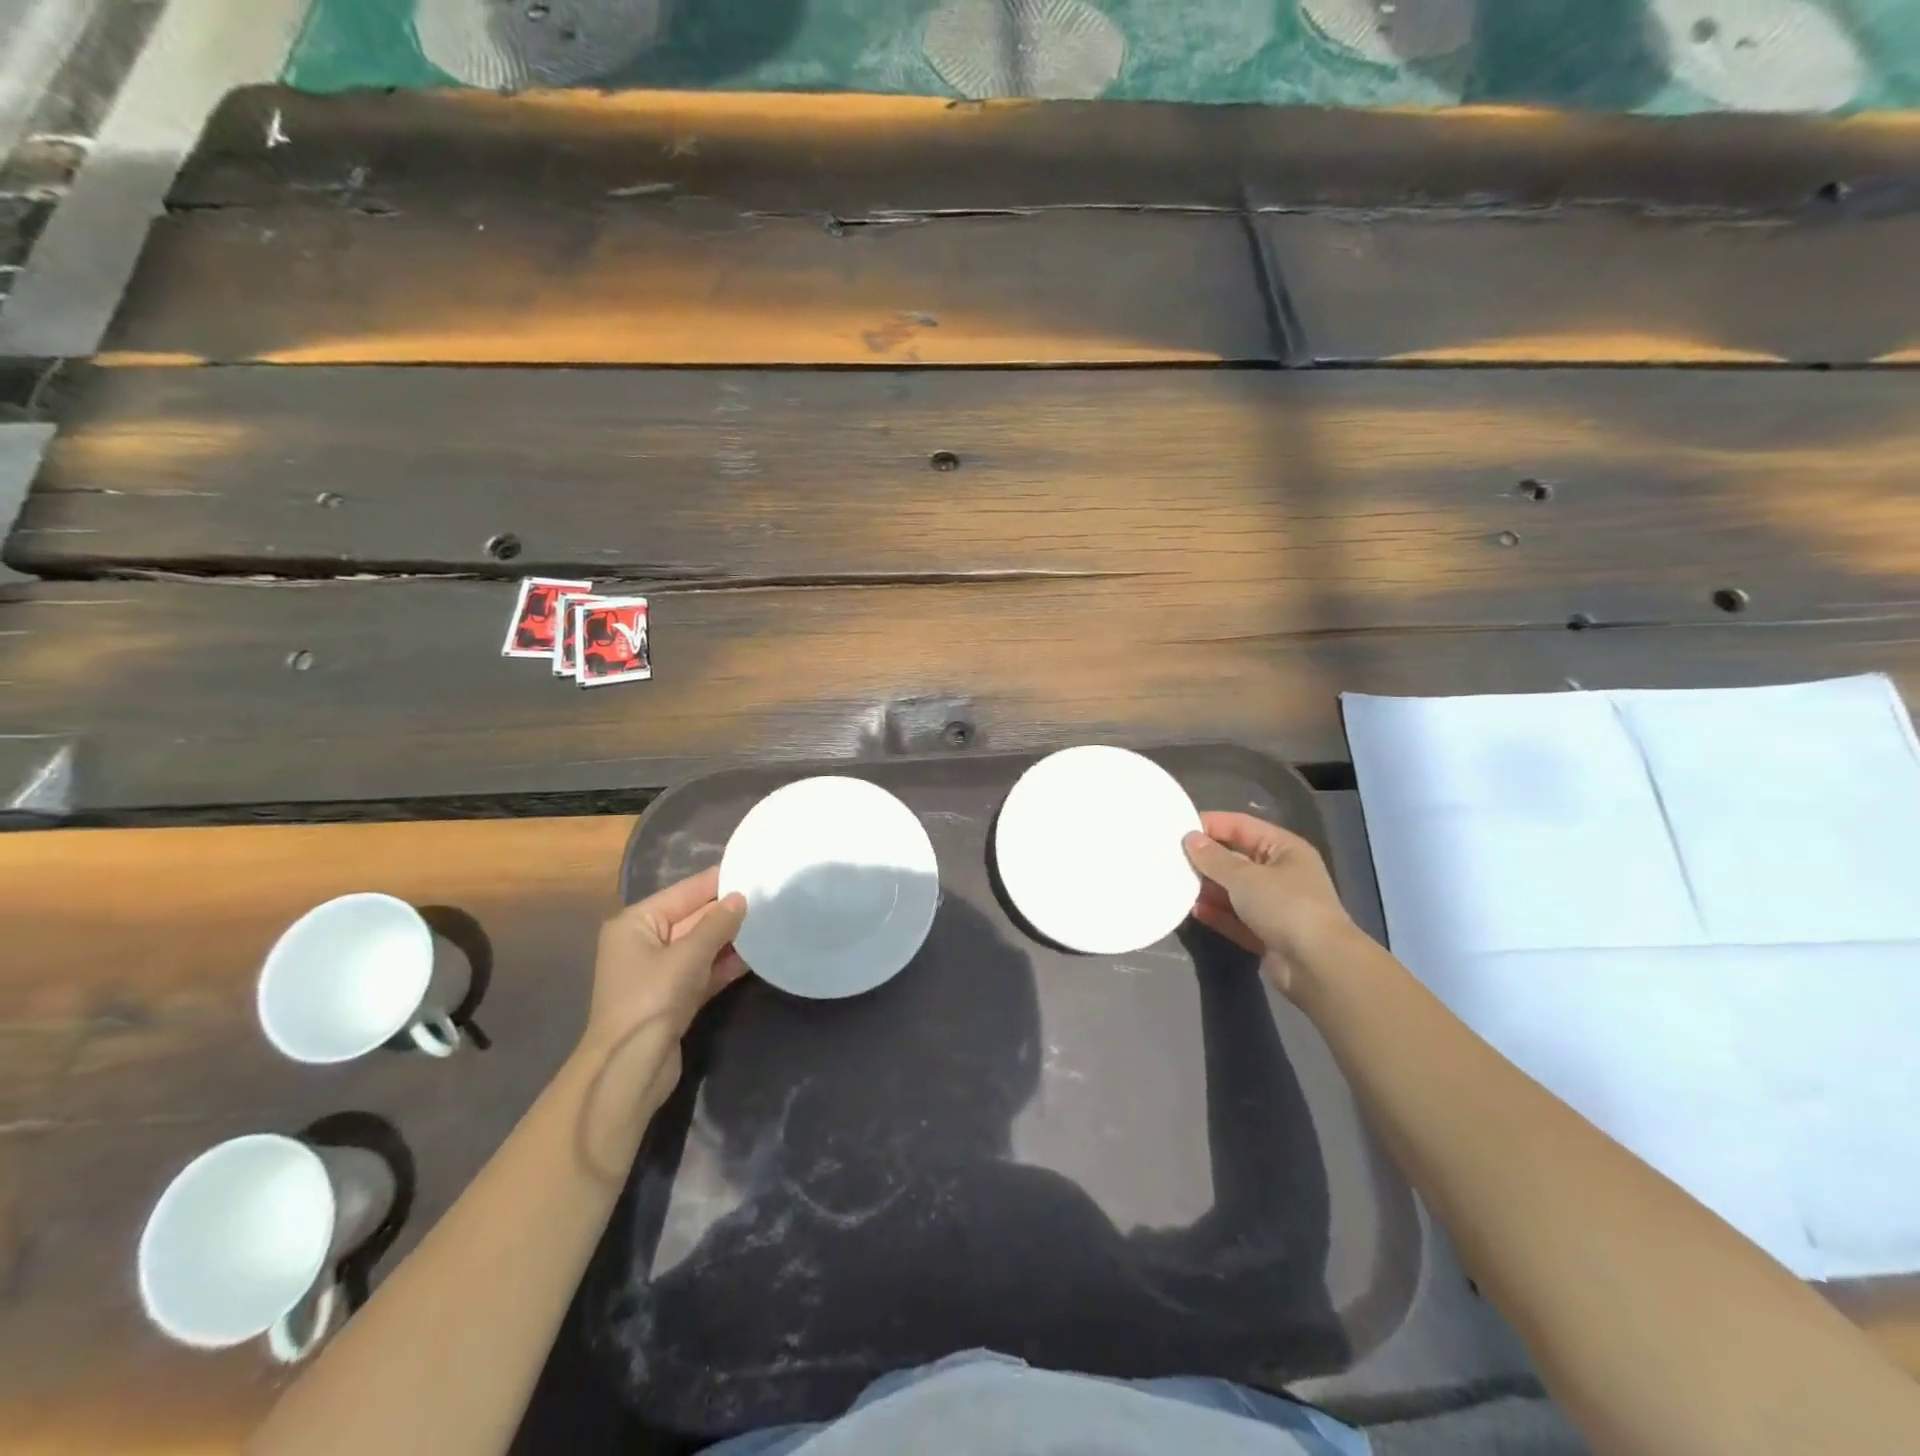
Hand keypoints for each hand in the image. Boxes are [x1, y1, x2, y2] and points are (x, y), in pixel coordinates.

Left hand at [577, 867, 747, 1111]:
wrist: (630, 1068)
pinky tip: (756, 956)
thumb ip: (717, 923)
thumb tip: (741, 897)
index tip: (753, 870)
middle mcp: (644, 942)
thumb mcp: (688, 954)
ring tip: (768, 922)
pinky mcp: (673, 997)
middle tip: (768, 896)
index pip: (684, 892)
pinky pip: (703, 970)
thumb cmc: (652, 999)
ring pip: (701, 946)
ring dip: (730, 939)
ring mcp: (658, 972)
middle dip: (727, 911)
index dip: (718, 882)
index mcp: (635, 923)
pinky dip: (725, 964)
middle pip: (693, 918)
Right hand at [1183, 812, 1355, 993]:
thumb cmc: (1285, 906)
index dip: (1211, 824)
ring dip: (1209, 888)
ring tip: (1177, 885)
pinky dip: (1217, 914)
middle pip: (1237, 859)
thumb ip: (1214, 858)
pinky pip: (1236, 918)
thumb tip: (1190, 839)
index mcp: (1284, 849)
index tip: (1178, 829)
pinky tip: (1194, 911)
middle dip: (1207, 859)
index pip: (1242, 826)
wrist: (1318, 966)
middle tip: (1172, 858)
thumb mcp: (1245, 877)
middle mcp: (1282, 874)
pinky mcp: (1268, 934)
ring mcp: (1276, 906)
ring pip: (1235, 890)